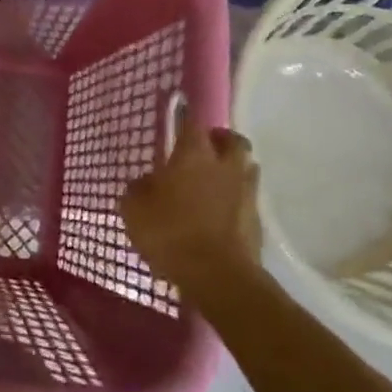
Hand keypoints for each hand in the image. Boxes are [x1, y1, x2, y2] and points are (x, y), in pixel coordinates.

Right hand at [121, 113, 262, 301]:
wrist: (218, 276)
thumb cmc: (170, 233)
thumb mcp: (134, 209)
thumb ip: (138, 189)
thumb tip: (146, 182)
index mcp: (194, 154)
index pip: (192, 122)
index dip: (184, 116)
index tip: (179, 114)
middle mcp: (225, 165)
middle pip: (233, 140)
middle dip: (220, 139)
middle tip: (204, 148)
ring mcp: (246, 192)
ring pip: (246, 167)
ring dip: (233, 168)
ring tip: (215, 181)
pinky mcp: (257, 220)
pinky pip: (248, 198)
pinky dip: (236, 199)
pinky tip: (221, 212)